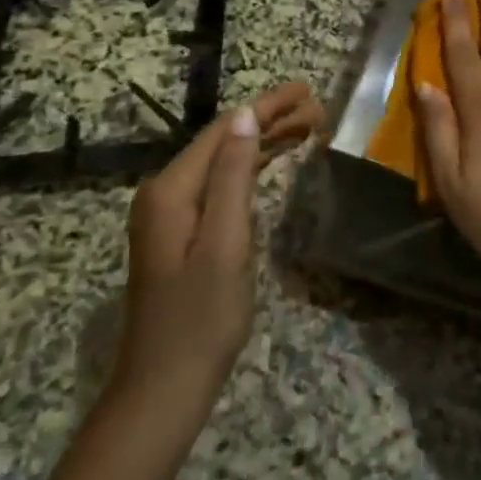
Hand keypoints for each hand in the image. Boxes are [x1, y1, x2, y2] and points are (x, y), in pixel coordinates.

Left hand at [115, 81, 321, 403]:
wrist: (163, 389)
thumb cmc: (201, 318)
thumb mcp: (225, 243)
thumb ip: (232, 176)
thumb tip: (244, 115)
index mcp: (172, 190)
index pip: (224, 129)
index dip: (266, 106)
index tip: (306, 90)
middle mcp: (166, 193)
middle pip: (223, 141)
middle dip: (269, 120)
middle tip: (317, 107)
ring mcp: (170, 214)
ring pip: (223, 162)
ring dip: (263, 142)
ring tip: (308, 127)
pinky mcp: (181, 234)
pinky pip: (219, 185)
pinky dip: (250, 169)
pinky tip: (273, 162)